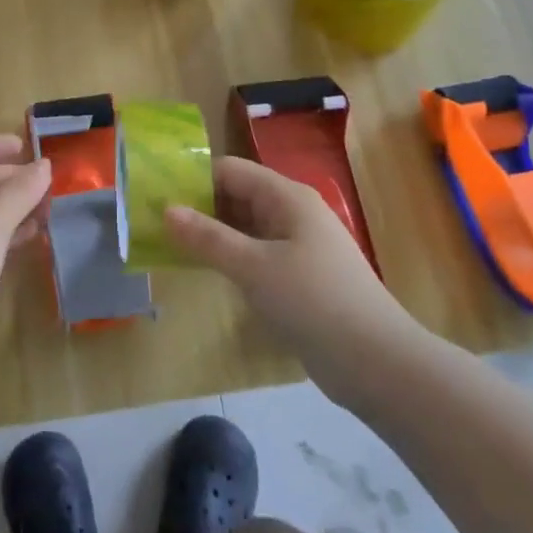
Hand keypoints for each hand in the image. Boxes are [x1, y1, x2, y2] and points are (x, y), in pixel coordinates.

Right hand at [165, 156, 425, 405]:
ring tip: (169, 242)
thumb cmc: (313, 302)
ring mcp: (298, 245)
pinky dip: (230, 255)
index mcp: (287, 197)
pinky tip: (204, 269)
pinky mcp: (300, 276)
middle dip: (198, 206)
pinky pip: (256, 253)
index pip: (231, 170)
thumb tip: (166, 210)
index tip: (156, 193)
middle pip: (237, 195)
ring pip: (245, 226)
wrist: (377, 362)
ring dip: (212, 233)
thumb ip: (208, 237)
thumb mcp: (253, 267)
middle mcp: (293, 213)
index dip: (193, 178)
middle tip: (155, 221)